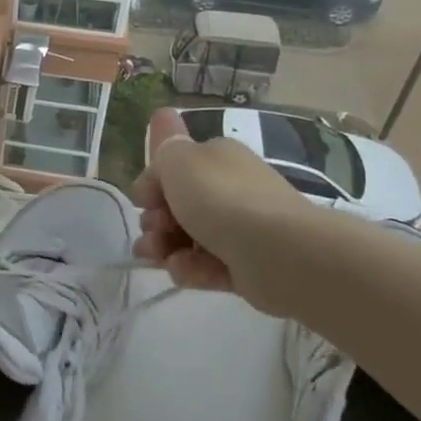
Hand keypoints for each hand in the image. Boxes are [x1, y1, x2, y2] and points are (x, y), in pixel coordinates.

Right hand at [131, 108, 313, 301]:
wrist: (278, 251)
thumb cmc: (221, 198)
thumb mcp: (178, 161)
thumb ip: (163, 151)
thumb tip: (161, 149)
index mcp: (216, 157)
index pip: (174, 166)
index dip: (151, 184)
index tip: (142, 201)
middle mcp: (229, 187)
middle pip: (178, 204)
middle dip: (155, 221)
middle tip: (151, 232)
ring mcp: (240, 227)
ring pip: (188, 236)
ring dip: (164, 247)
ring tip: (156, 259)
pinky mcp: (246, 264)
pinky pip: (207, 265)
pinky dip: (191, 268)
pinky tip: (184, 271)